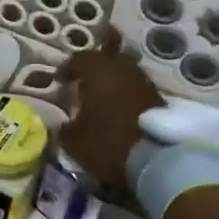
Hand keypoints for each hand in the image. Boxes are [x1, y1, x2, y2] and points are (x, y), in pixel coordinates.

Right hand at [57, 33, 164, 197]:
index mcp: (98, 70)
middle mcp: (122, 68)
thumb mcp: (74, 140)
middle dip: (93, 69)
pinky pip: (136, 87)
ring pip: (123, 72)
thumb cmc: (107, 142)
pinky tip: (118, 108)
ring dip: (111, 81)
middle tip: (82, 84)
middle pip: (105, 59)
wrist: (156, 159)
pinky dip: (125, 93)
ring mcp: (143, 81)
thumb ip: (64, 128)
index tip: (60, 82)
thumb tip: (62, 124)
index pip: (79, 59)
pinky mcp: (159, 97)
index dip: (67, 69)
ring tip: (100, 97)